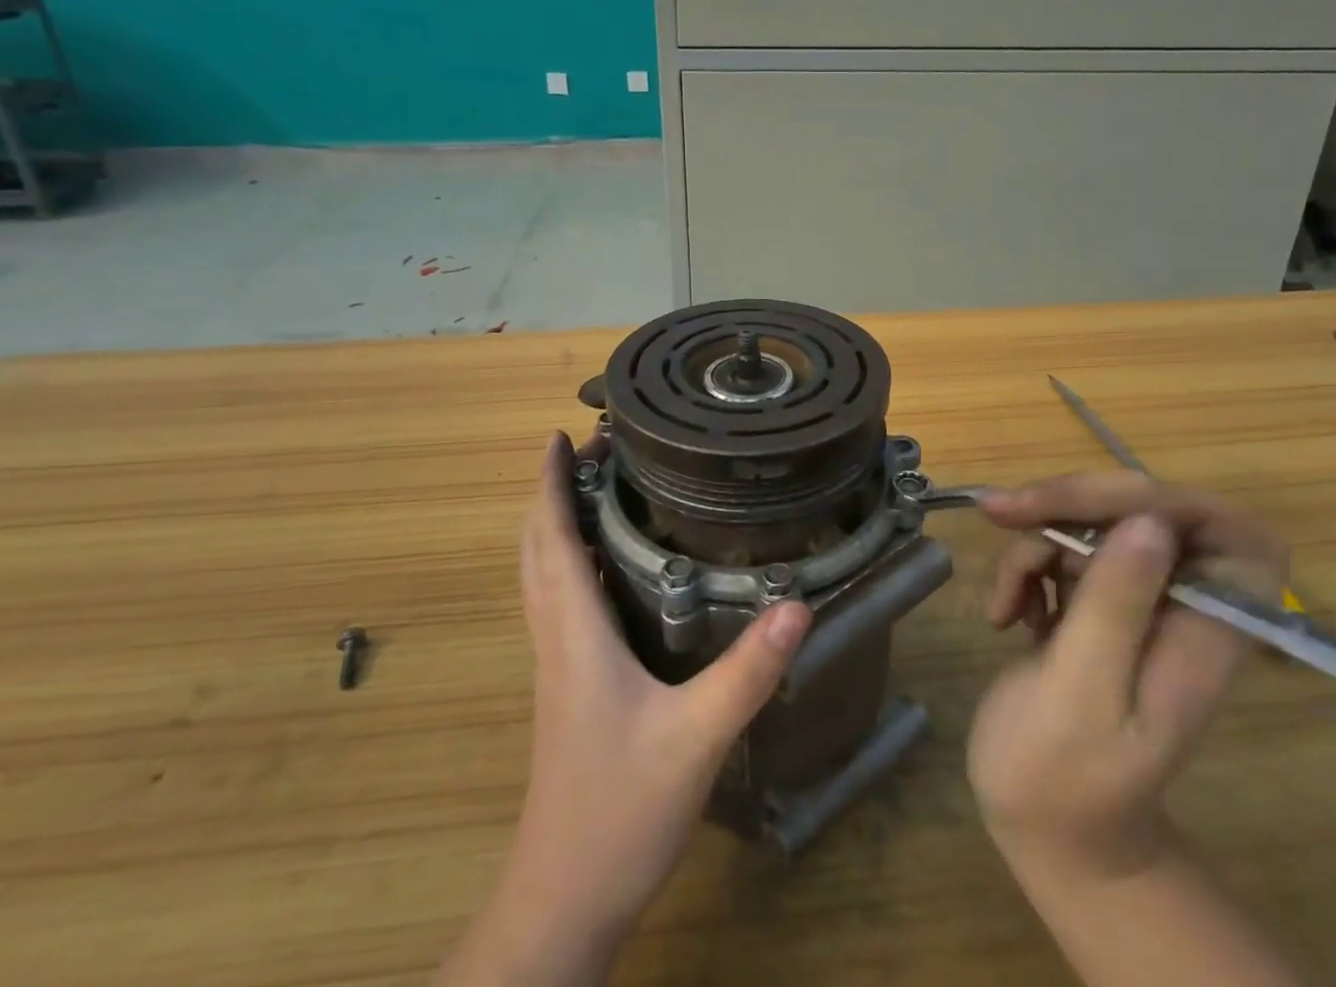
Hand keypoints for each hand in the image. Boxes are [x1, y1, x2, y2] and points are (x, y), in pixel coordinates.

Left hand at [445, 433, 811, 984]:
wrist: (564, 900)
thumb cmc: (618, 812)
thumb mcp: (695, 738)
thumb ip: (746, 672)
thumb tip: (797, 605)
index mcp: (574, 633)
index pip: (550, 540)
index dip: (549, 483)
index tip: (560, 435)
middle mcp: (557, 639)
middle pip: (538, 550)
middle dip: (553, 493)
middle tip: (588, 451)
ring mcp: (557, 666)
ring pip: (543, 577)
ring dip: (557, 525)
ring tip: (596, 490)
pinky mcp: (567, 689)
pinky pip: (560, 604)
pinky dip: (570, 564)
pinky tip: (609, 568)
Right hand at [966, 474, 1287, 878]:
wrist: (1042, 826)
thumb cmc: (1062, 775)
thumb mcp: (1082, 692)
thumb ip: (1116, 607)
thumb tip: (1148, 521)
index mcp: (1204, 632)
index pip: (1231, 535)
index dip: (1172, 502)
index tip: (1095, 506)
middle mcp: (1180, 606)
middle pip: (1147, 509)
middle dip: (1072, 503)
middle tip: (1004, 511)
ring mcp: (1137, 602)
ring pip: (1094, 522)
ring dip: (1035, 542)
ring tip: (1003, 602)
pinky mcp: (1095, 602)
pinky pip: (1063, 547)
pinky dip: (1024, 566)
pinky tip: (1004, 613)